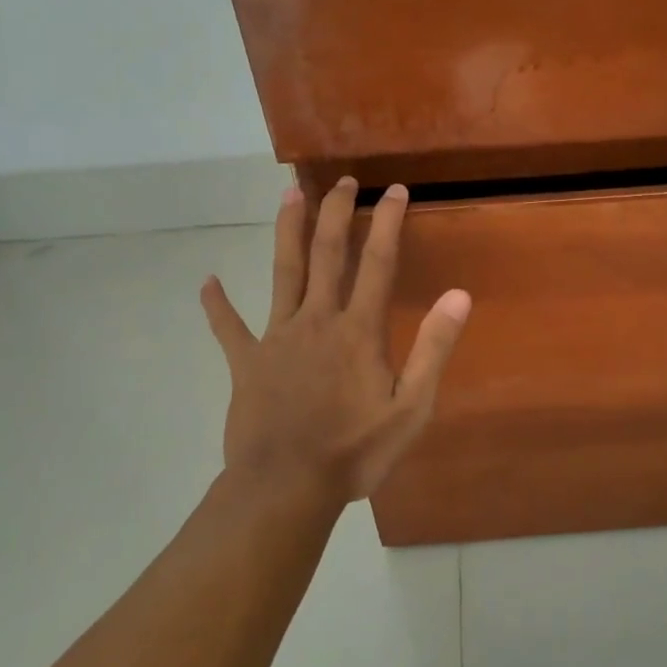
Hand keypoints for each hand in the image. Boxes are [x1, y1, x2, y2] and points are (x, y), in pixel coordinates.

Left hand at [199, 177, 470, 506]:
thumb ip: (434, 348)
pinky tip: (207, 283)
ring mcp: (276, 339)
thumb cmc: (355, 451)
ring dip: (287, 231)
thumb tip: (458, 295)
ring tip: (289, 194)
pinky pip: (229, 328)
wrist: (286, 487)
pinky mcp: (246, 362)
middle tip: (342, 180)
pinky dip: (217, 305)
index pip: (377, 263)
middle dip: (336, 212)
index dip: (387, 222)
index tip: (395, 190)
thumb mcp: (411, 407)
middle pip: (326, 254)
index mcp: (358, 330)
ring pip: (282, 273)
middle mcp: (316, 320)